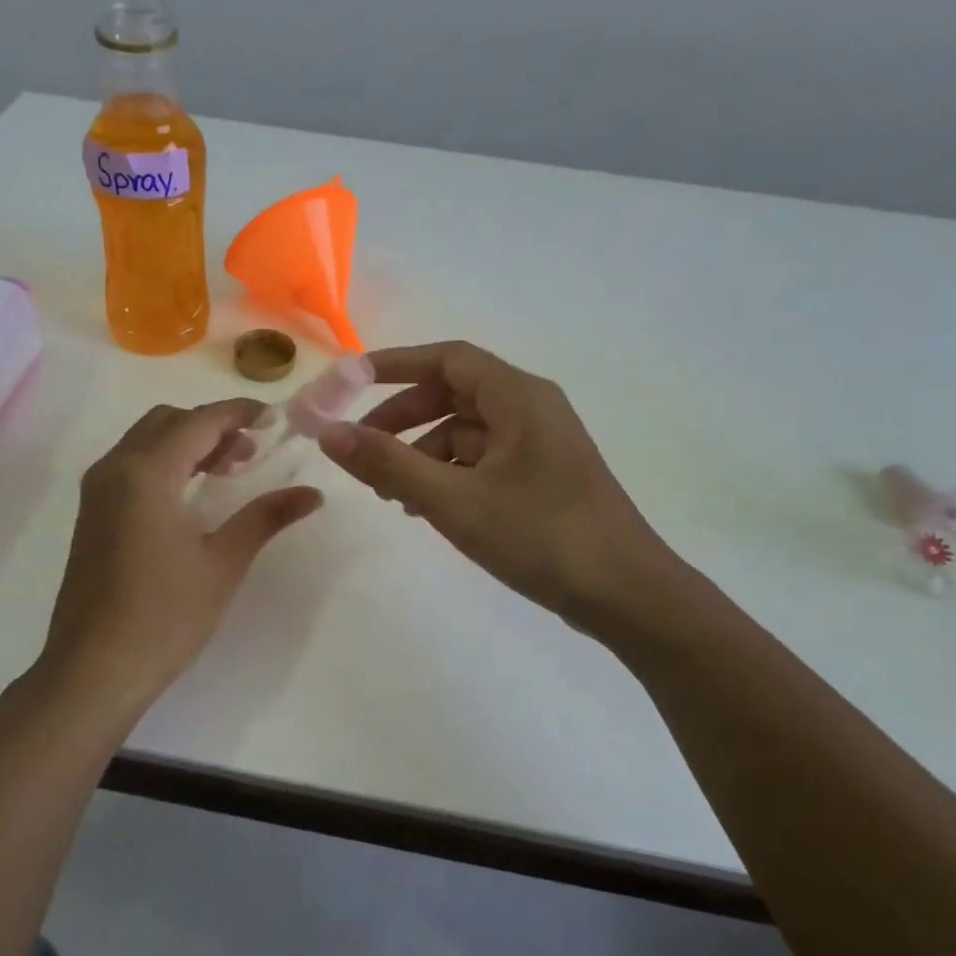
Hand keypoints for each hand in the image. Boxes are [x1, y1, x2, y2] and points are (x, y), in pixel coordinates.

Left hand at [39, 400, 321, 713]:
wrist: (94, 670)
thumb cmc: (164, 616)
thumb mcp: (223, 563)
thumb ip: (266, 517)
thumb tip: (313, 494)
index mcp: (145, 473)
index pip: (198, 421)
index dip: (238, 413)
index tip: (274, 418)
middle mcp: (114, 468)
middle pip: (167, 421)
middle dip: (212, 425)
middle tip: (252, 451)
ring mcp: (97, 491)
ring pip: (146, 441)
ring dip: (187, 442)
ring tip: (229, 470)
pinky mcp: (91, 513)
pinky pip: (131, 465)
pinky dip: (165, 462)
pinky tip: (192, 494)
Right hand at [318, 341, 690, 636]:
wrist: (627, 596)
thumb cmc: (542, 536)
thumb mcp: (454, 500)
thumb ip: (388, 464)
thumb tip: (328, 433)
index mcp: (518, 397)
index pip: (446, 359)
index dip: (393, 364)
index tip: (347, 384)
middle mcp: (530, 409)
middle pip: (452, 394)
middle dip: (401, 418)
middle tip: (361, 450)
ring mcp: (537, 445)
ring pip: (464, 431)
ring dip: (420, 452)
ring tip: (389, 492)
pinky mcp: (539, 477)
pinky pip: (481, 460)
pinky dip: (446, 474)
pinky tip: (425, 509)